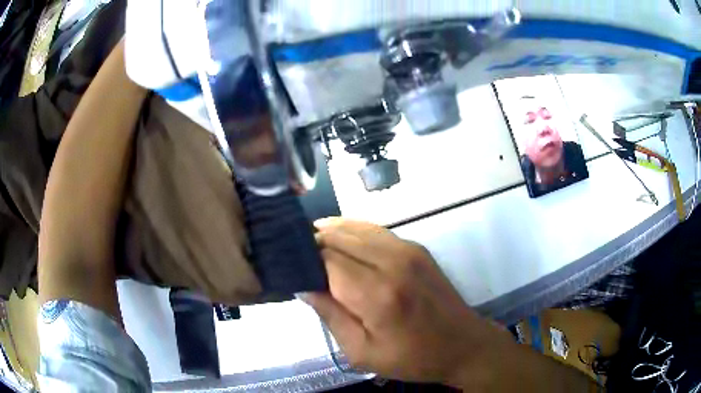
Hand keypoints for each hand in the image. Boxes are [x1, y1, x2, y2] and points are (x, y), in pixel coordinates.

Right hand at [303, 218, 514, 387]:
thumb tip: (303, 286)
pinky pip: (375, 230)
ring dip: (331, 232)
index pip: (326, 259)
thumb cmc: (412, 357)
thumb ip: (330, 316)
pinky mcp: (416, 247)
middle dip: (314, 243)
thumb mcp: (362, 352)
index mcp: (377, 294)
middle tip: (296, 257)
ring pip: (356, 227)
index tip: (290, 268)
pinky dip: (352, 231)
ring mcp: (407, 250)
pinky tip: (340, 240)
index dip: (304, 259)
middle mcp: (392, 262)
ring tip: (311, 245)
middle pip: (339, 237)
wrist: (462, 344)